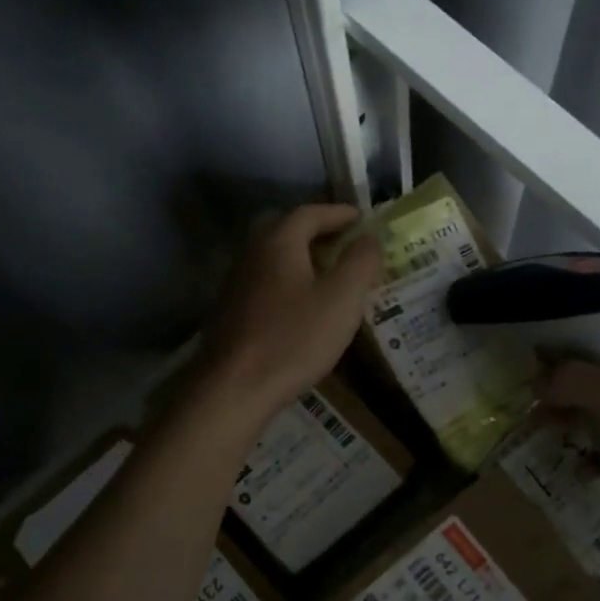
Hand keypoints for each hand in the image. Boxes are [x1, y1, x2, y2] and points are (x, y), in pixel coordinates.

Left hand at [196, 203, 382, 423]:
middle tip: (339, 242)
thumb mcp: (342, 300)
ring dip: (297, 255)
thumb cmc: (294, 339)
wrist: (234, 388)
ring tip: (325, 273)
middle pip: (281, 227)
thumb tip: (369, 238)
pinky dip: (284, 279)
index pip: (309, 212)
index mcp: (278, 242)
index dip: (338, 213)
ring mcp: (235, 283)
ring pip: (269, 255)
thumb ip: (360, 263)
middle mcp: (251, 253)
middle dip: (312, 229)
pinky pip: (262, 280)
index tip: (361, 219)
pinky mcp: (229, 311)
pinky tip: (298, 304)